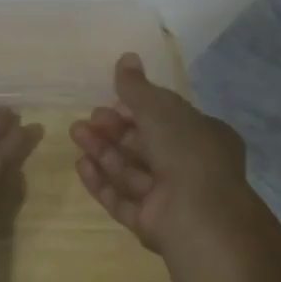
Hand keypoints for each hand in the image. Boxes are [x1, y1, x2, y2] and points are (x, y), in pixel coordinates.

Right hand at [72, 52, 249, 256]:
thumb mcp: (159, 108)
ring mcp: (172, 199)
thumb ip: (136, 86)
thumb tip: (126, 57)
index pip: (167, 118)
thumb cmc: (186, 152)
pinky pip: (123, 199)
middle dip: (114, 130)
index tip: (112, 100)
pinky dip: (102, 182)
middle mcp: (191, 168)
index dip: (138, 108)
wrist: (200, 218)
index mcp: (204, 137)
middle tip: (89, 119)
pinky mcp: (153, 224)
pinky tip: (81, 165)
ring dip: (103, 151)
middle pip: (144, 144)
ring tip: (76, 134)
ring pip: (131, 171)